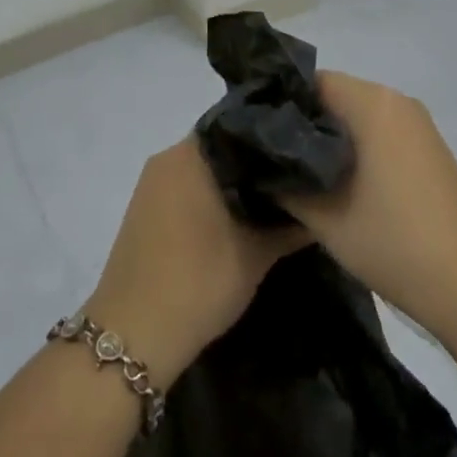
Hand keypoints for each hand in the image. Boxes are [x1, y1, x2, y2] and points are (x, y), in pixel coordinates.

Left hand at [84, 139, 307, 387]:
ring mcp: (151, 183)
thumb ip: (290, 225)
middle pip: (220, 148)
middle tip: (294, 179)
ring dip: (231, 184)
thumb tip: (320, 206)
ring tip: (271, 199)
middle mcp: (167, 158)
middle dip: (254, 164)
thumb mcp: (256, 255)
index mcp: (190, 154)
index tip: (300, 153)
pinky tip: (235, 219)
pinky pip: (184, 189)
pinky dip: (209, 198)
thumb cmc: (198, 281)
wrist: (135, 331)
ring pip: (202, 171)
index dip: (271, 140)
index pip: (239, 126)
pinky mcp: (143, 208)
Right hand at [279, 72, 456, 334]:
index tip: (257, 133)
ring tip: (298, 171)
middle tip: (271, 155)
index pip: (311, 81)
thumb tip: (258, 164)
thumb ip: (282, 182)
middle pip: (335, 95)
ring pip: (358, 115)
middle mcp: (397, 101)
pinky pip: (380, 132)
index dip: (280, 103)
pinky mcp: (429, 149)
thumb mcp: (323, 217)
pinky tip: (339, 184)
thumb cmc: (393, 242)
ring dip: (329, 138)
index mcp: (373, 104)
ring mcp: (418, 125)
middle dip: (303, 122)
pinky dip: (356, 148)